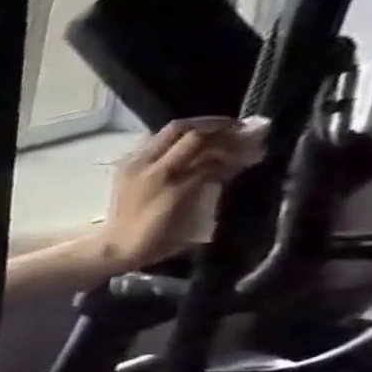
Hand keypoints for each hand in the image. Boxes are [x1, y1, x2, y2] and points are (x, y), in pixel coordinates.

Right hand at [96, 117, 252, 270]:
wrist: (118, 246)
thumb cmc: (130, 221)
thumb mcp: (140, 188)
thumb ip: (165, 170)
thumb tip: (207, 155)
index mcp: (132, 162)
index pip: (174, 130)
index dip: (206, 124)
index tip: (227, 129)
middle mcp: (143, 163)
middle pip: (188, 129)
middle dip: (221, 127)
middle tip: (245, 133)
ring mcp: (160, 176)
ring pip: (202, 143)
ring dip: (232, 142)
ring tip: (253, 147)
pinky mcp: (178, 190)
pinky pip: (212, 166)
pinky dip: (233, 161)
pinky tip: (247, 163)